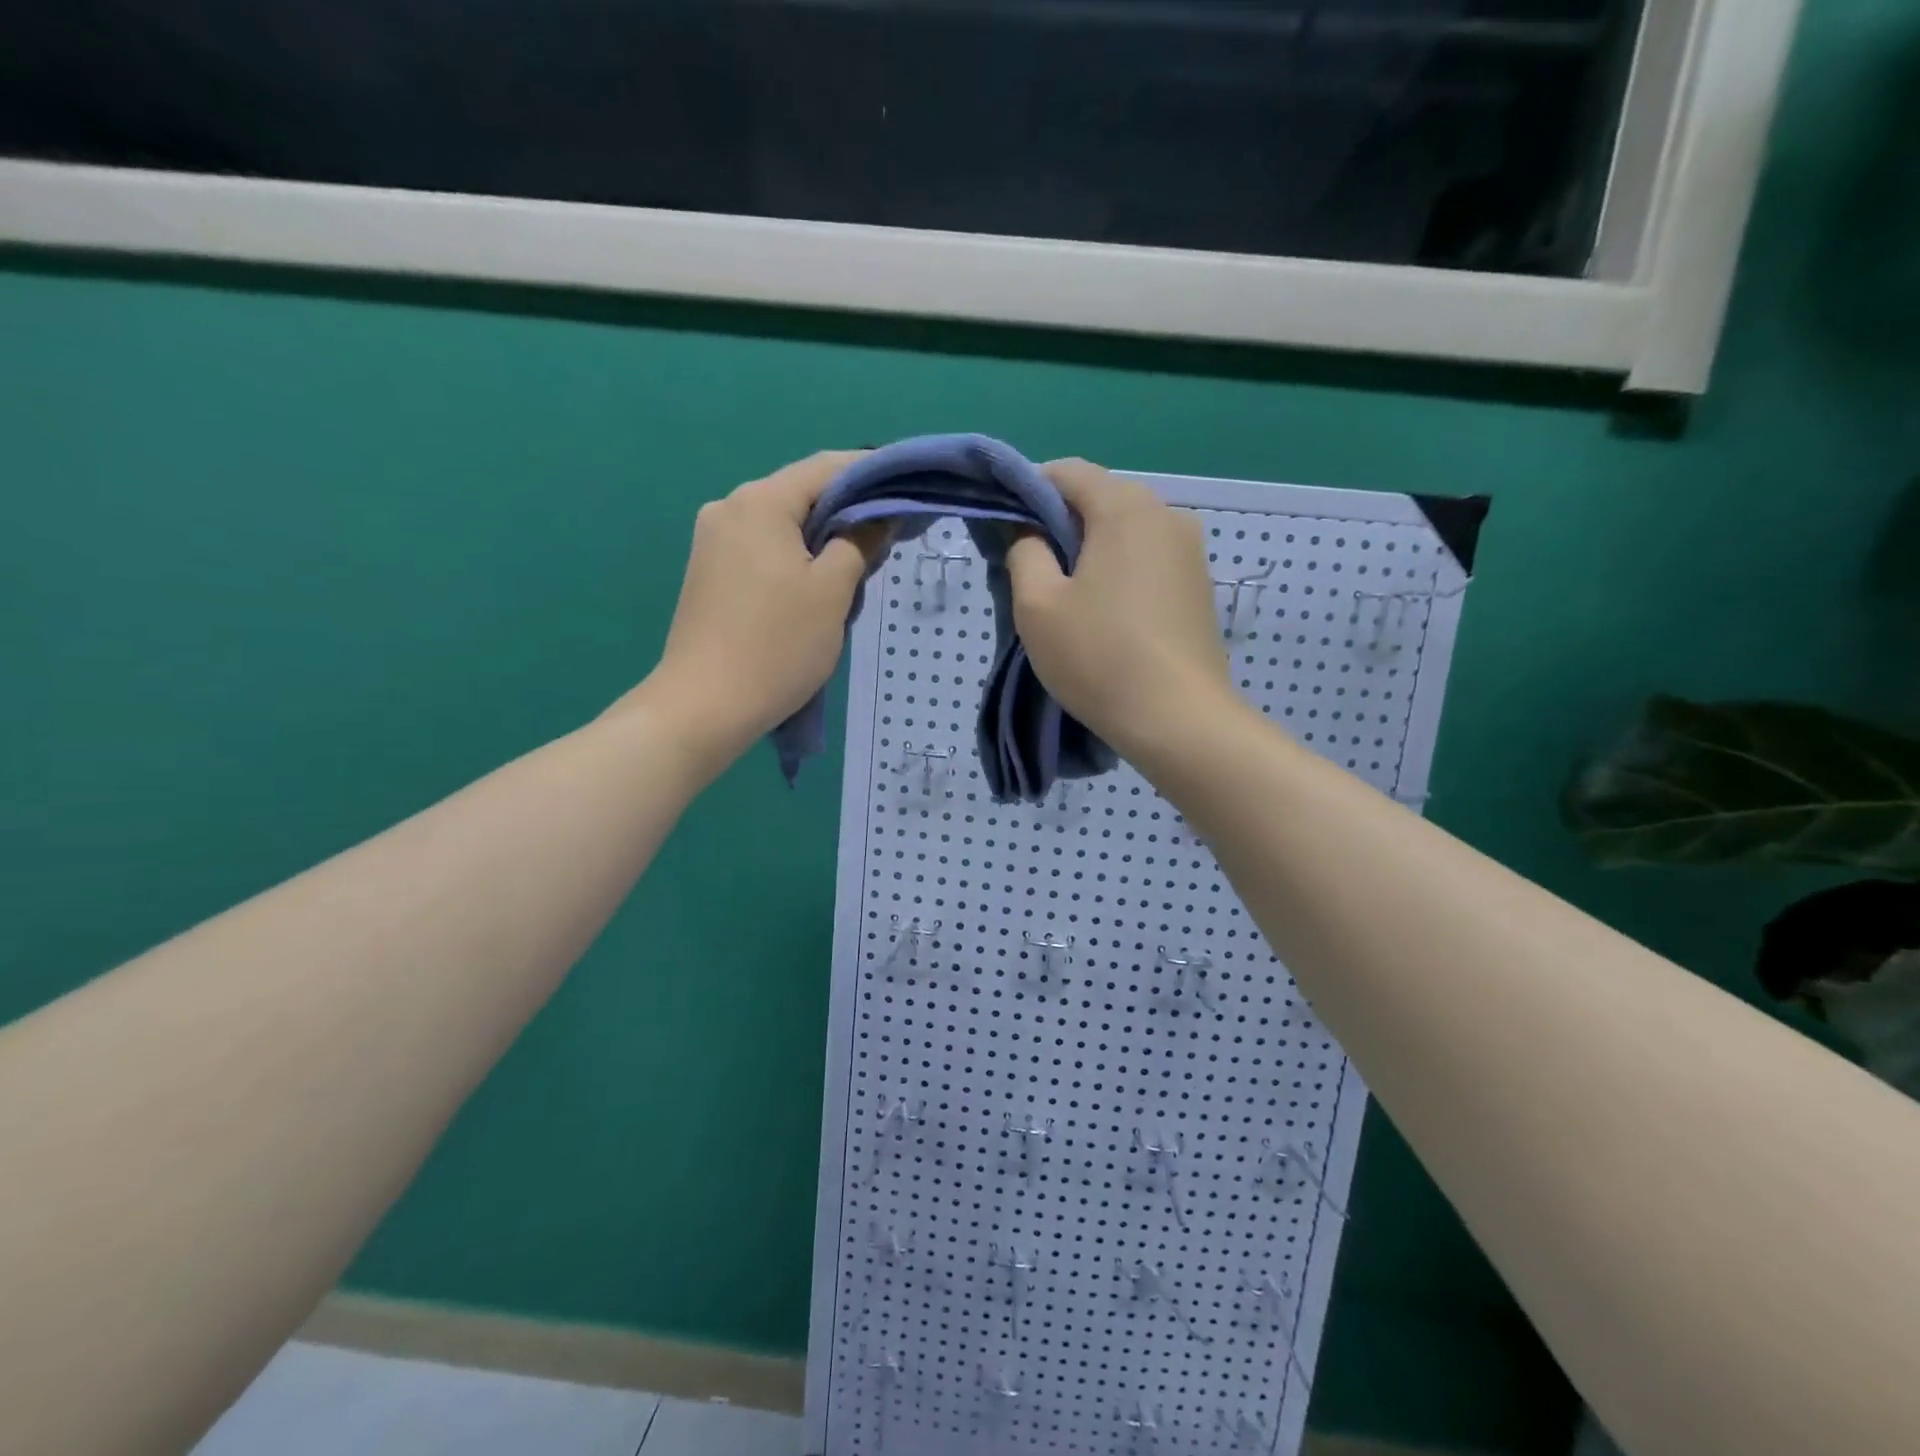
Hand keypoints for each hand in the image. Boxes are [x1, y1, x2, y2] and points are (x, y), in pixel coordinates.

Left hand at [624, 451, 878, 773]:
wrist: (704, 707)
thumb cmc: (777, 645)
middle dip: (848, 513)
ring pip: (783, 524)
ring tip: (856, 573)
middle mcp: (729, 507)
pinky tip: (816, 588)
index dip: (873, 474)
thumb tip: (878, 517)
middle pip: (802, 494)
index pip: (827, 467)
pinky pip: (763, 548)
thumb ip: (860, 542)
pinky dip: (795, 557)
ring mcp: (713, 541)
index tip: (907, 494)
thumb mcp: (832, 592)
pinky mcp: (709, 571)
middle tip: (887, 543)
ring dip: (822, 539)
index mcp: (760, 501)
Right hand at [1007, 459, 1235, 760]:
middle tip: (1033, 571)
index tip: (1008, 530)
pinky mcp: (1200, 586)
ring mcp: (1191, 551)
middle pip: (1100, 499)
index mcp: (1125, 508)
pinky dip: (1121, 572)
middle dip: (1061, 524)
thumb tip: (1031, 534)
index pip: (1067, 472)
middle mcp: (1167, 515)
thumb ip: (1024, 552)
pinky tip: (1107, 615)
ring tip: (1070, 599)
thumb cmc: (1099, 657)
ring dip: (1092, 551)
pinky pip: (1149, 560)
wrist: (1179, 719)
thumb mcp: (1038, 605)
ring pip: (1126, 532)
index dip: (1029, 491)